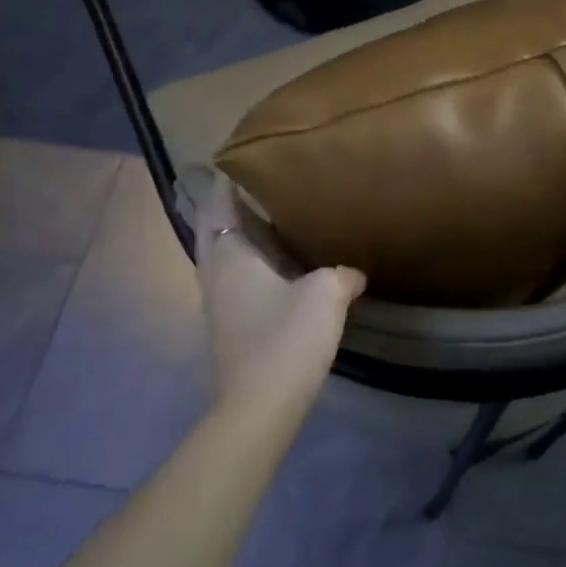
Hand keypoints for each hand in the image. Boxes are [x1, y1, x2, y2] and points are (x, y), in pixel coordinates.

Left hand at [195, 177, 365, 414]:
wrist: (260, 406)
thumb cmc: (286, 338)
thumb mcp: (325, 295)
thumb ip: (341, 275)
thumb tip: (353, 273)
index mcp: (230, 256)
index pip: (219, 205)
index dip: (226, 181)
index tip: (239, 160)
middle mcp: (215, 273)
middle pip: (212, 228)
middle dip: (226, 205)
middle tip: (255, 185)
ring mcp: (218, 303)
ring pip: (221, 255)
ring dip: (237, 235)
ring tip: (268, 219)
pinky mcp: (229, 326)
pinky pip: (233, 279)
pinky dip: (248, 262)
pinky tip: (276, 267)